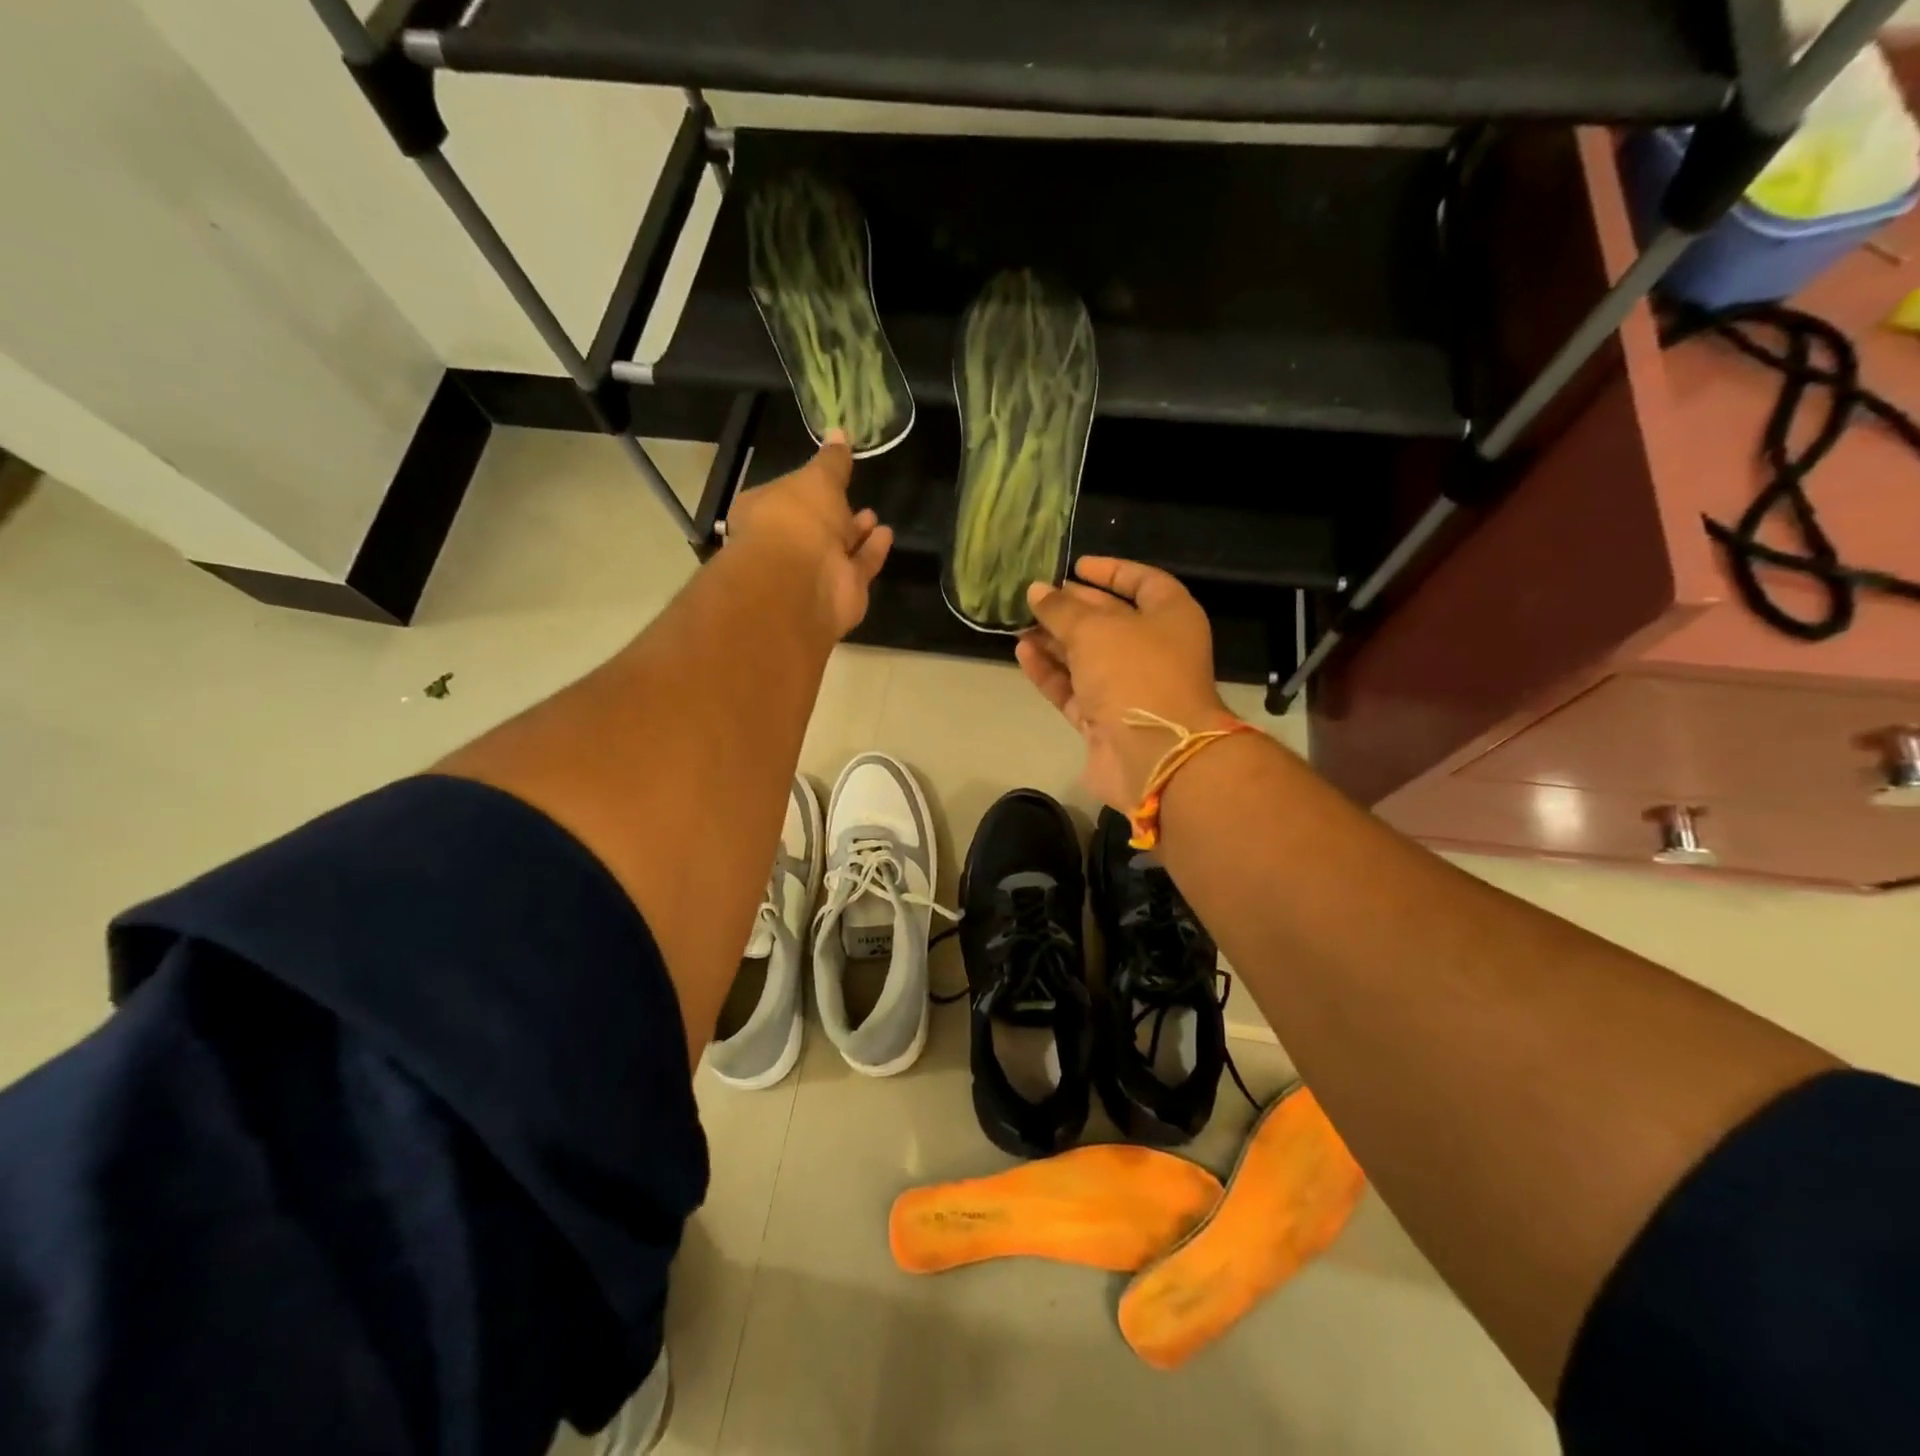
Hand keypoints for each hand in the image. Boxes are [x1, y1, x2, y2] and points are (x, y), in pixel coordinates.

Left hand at [724, 430, 892, 638]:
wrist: (803, 582)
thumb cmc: (797, 519)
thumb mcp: (817, 478)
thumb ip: (832, 461)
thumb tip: (838, 433)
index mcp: (764, 512)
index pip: (784, 495)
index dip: (804, 486)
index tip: (826, 475)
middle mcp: (785, 544)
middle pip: (812, 526)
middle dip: (832, 513)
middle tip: (852, 497)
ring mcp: (813, 572)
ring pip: (837, 549)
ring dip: (855, 532)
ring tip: (872, 515)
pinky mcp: (842, 592)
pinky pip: (860, 567)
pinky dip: (872, 551)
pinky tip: (886, 534)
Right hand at [1016, 557, 1231, 811]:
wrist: (1154, 755)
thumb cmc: (1135, 673)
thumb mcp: (1095, 629)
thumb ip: (1061, 609)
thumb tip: (1036, 591)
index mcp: (1171, 617)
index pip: (1142, 582)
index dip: (1110, 571)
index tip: (1075, 566)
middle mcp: (1154, 650)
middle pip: (1109, 620)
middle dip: (1071, 608)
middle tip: (1034, 597)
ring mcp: (1130, 688)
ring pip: (1087, 657)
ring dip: (1054, 640)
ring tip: (1018, 624)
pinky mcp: (1106, 720)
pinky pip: (1074, 689)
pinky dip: (1051, 671)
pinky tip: (1023, 652)